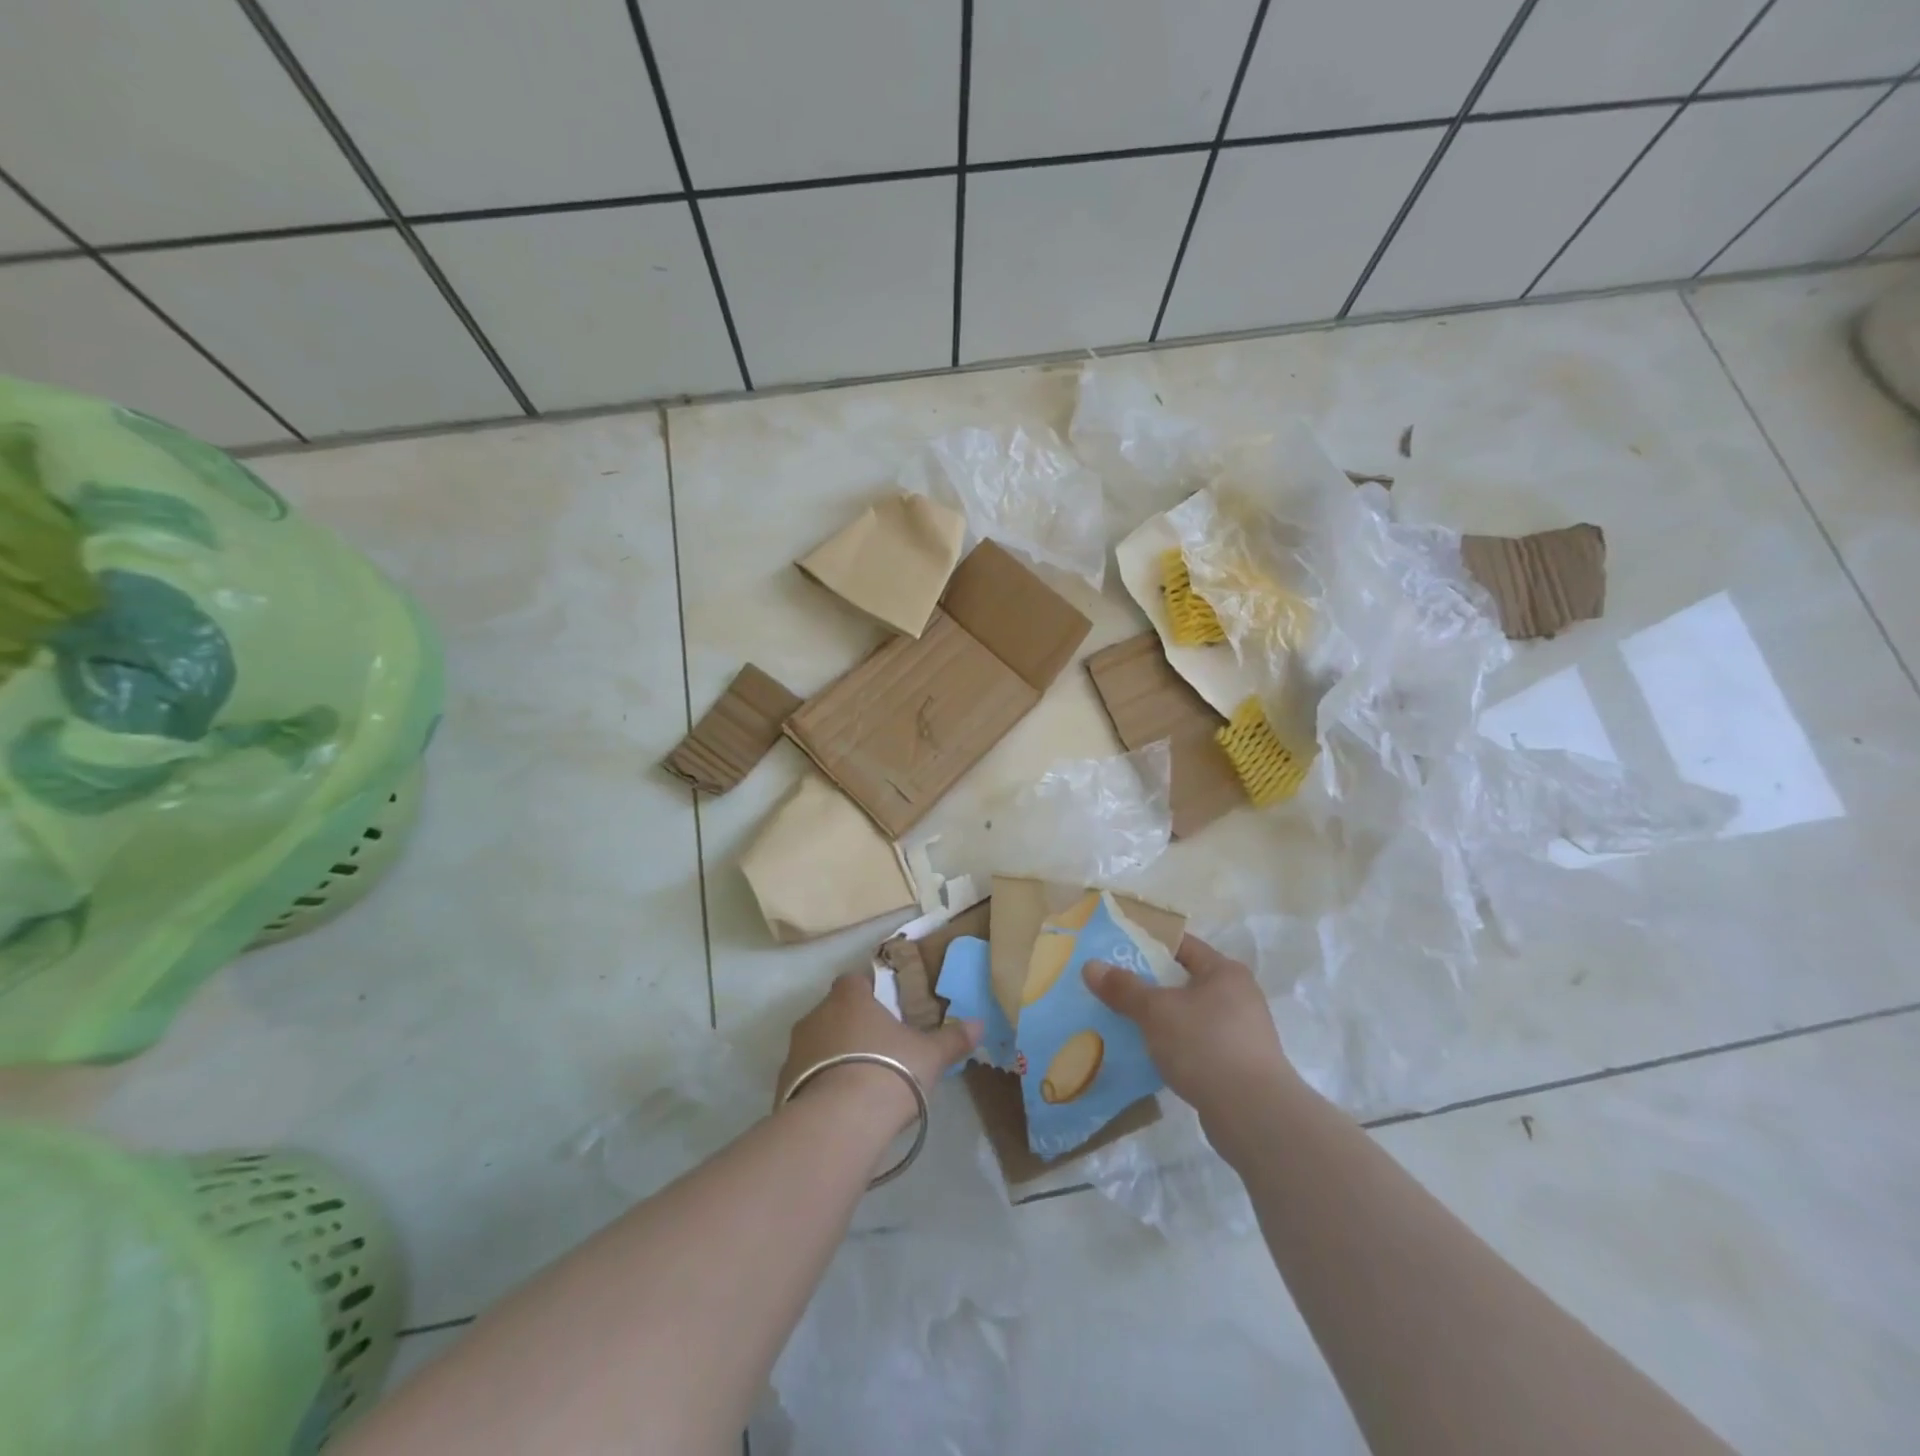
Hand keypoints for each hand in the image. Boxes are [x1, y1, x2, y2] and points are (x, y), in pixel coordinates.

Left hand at [776, 970, 982, 1134]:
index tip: (887, 1011)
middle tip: (879, 1049)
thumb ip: (952, 1038)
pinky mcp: (783, 1086)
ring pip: (817, 1045)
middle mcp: (816, 1015)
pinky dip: (820, 1086)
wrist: (839, 1123)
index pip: (855, 980)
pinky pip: (805, 1078)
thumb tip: (978, 1024)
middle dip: (852, 1026)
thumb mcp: (930, 1056)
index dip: (869, 992)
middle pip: (834, 1012)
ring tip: (860, 1083)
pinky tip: (841, 1108)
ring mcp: (795, 1051)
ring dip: (834, 1057)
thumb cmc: (889, 1071)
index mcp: (849, 997)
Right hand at [1084, 934, 1299, 1129]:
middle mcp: (1239, 996)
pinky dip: (1175, 1047)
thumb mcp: (1156, 1011)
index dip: (1149, 945)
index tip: (1116, 952)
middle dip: (1150, 986)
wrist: (1254, 1115)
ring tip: (1125, 1024)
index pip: (1182, 946)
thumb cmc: (1205, 1045)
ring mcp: (1242, 1033)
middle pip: (1184, 981)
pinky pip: (1198, 1045)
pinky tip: (1150, 1057)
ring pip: (1190, 1016)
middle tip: (1113, 989)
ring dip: (1161, 1020)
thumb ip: (1123, 988)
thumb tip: (1090, 966)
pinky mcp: (1239, 1066)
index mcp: (1224, 971)